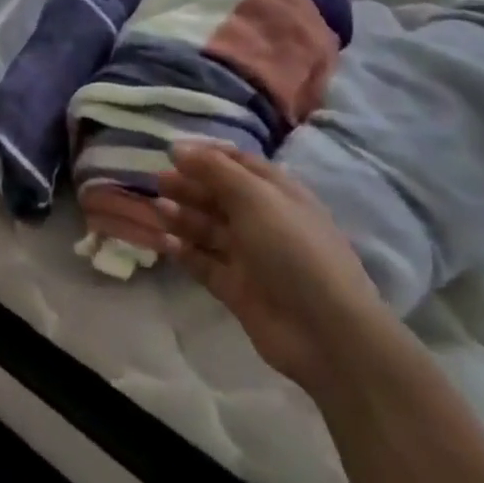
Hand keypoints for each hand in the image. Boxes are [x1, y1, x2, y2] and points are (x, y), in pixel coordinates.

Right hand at [156, 143, 391, 395]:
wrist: (326, 334)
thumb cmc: (294, 249)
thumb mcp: (255, 197)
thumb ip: (214, 169)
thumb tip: (177, 148)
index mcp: (277, 194)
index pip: (239, 164)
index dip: (207, 155)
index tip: (172, 151)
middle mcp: (263, 221)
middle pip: (218, 195)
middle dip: (188, 185)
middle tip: (157, 181)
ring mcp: (249, 257)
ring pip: (208, 228)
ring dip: (182, 216)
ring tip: (158, 210)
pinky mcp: (236, 288)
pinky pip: (203, 262)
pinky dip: (183, 250)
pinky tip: (165, 241)